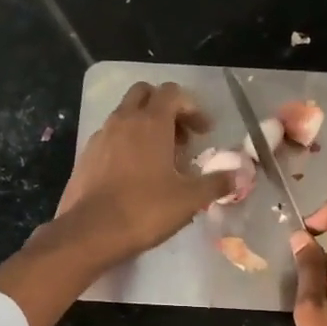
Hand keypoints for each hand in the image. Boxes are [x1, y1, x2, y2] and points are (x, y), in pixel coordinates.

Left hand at [55, 81, 233, 267]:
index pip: (173, 93)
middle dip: (165, 109)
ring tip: (160, 159)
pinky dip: (126, 144)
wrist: (90, 233)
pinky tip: (135, 174)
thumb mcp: (189, 199)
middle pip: (145, 94)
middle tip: (180, 138)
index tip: (204, 132)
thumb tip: (240, 174)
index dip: (193, 108)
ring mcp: (101, 137)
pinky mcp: (86, 156)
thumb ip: (217, 183)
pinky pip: (111, 137)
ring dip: (145, 126)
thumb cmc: (145, 210)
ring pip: (125, 115)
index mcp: (151, 122)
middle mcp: (123, 120)